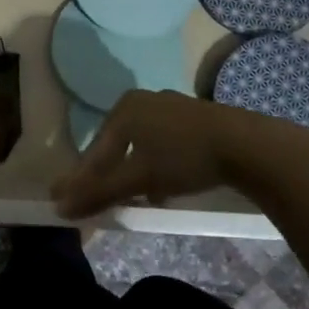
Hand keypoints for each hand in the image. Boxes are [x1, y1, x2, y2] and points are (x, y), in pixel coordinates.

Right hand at [51, 90, 308, 219]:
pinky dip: (155, 164)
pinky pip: (161, 142)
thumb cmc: (184, 158)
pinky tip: (163, 185)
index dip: (79, 180)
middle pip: (115, 146)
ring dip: (133, 172)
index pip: (93, 152)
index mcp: (122, 110)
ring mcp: (169, 105)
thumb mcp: (138, 179)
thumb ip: (98, 193)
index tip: (61, 200)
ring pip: (139, 145)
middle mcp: (141, 101)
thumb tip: (59, 207)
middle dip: (107, 176)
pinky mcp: (194, 116)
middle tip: (96, 200)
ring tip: (133, 197)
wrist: (248, 145)